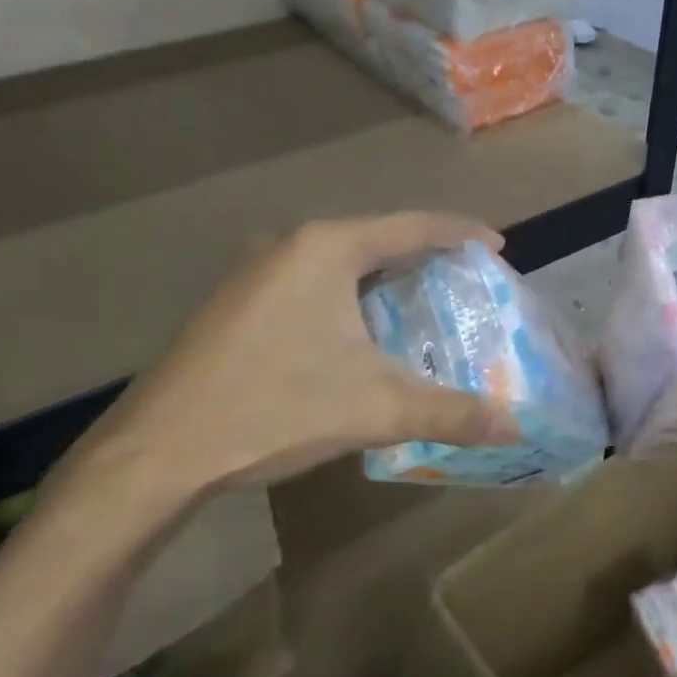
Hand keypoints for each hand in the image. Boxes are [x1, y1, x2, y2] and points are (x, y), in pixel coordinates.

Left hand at [39, 213, 521, 535]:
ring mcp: (251, 272)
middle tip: (461, 285)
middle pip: (373, 240)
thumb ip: (452, 413)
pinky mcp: (232, 303)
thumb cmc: (274, 408)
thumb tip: (517, 428)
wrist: (159, 450)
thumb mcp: (376, 409)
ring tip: (416, 309)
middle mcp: (287, 245)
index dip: (460, 233)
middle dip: (421, 260)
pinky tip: (353, 338)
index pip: (411, 226)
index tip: (496, 247)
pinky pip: (307, 286)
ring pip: (336, 265)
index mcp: (325, 248)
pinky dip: (344, 300)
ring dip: (379, 282)